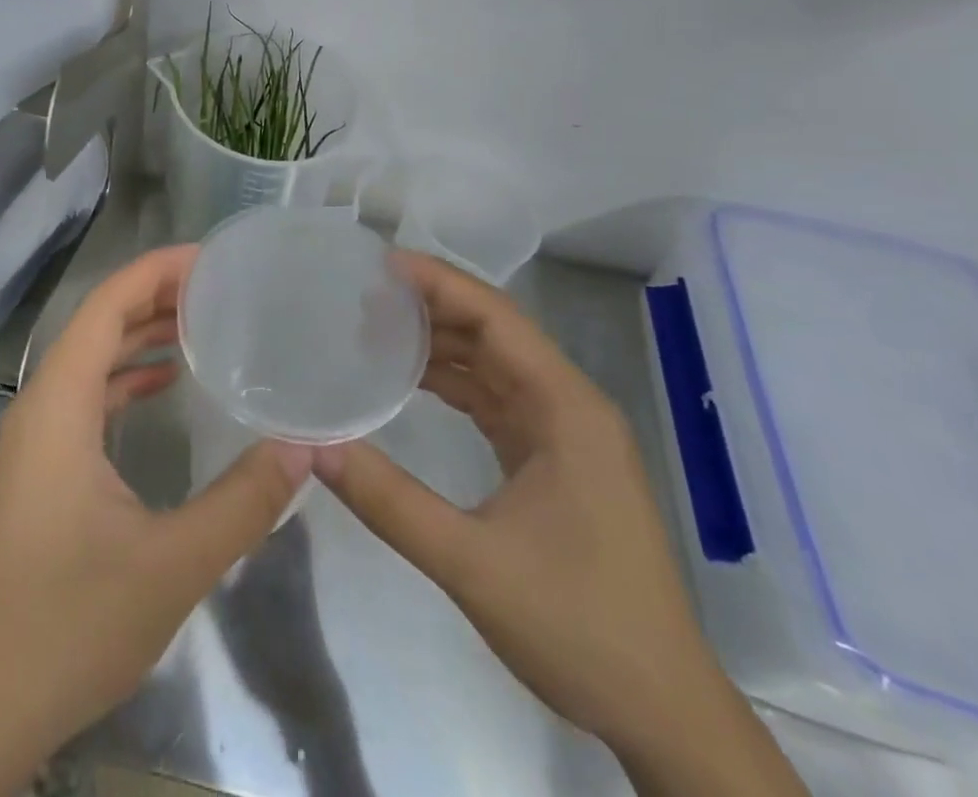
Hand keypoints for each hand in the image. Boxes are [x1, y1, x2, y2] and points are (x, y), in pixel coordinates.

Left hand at [0, 245, 311, 796]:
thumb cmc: (74, 622)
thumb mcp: (173, 564)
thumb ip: (244, 501)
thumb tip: (307, 445)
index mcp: (59, 405)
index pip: (105, 306)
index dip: (155, 271)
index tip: (211, 258)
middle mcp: (41, 404)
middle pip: (98, 323)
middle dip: (155, 294)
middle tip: (220, 284)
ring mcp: (37, 435)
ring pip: (92, 357)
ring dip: (141, 332)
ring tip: (203, 319)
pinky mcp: (42, 463)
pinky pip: (87, 393)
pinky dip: (126, 375)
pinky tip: (167, 381)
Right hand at [315, 253, 806, 795]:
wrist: (663, 713)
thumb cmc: (579, 626)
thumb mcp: (472, 564)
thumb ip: (389, 501)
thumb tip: (314, 446)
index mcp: (565, 409)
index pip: (496, 318)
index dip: (438, 283)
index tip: (378, 265)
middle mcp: (568, 406)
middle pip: (493, 332)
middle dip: (430, 306)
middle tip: (362, 295)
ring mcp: (563, 433)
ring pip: (493, 363)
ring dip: (439, 342)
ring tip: (373, 328)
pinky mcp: (553, 460)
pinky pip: (495, 398)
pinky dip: (452, 381)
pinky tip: (409, 380)